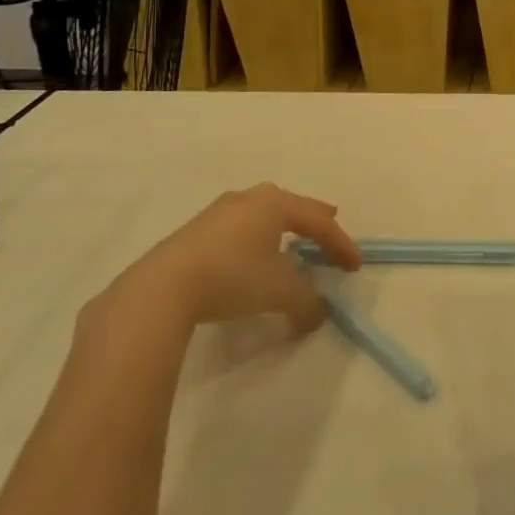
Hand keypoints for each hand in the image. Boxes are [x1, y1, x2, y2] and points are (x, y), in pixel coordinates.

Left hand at [116, 184, 360, 333]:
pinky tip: (251, 257)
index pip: (318, 221)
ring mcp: (218, 213)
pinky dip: (255, 240)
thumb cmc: (232, 277)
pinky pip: (239, 230)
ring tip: (290, 240)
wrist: (161, 289)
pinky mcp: (194, 233)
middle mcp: (249, 199)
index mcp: (275, 203)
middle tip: (328, 224)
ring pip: (261, 215)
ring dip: (280, 229)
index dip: (340, 244)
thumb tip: (318, 315)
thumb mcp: (279, 292)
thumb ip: (307, 303)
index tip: (354, 267)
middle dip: (312, 220)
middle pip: (290, 207)